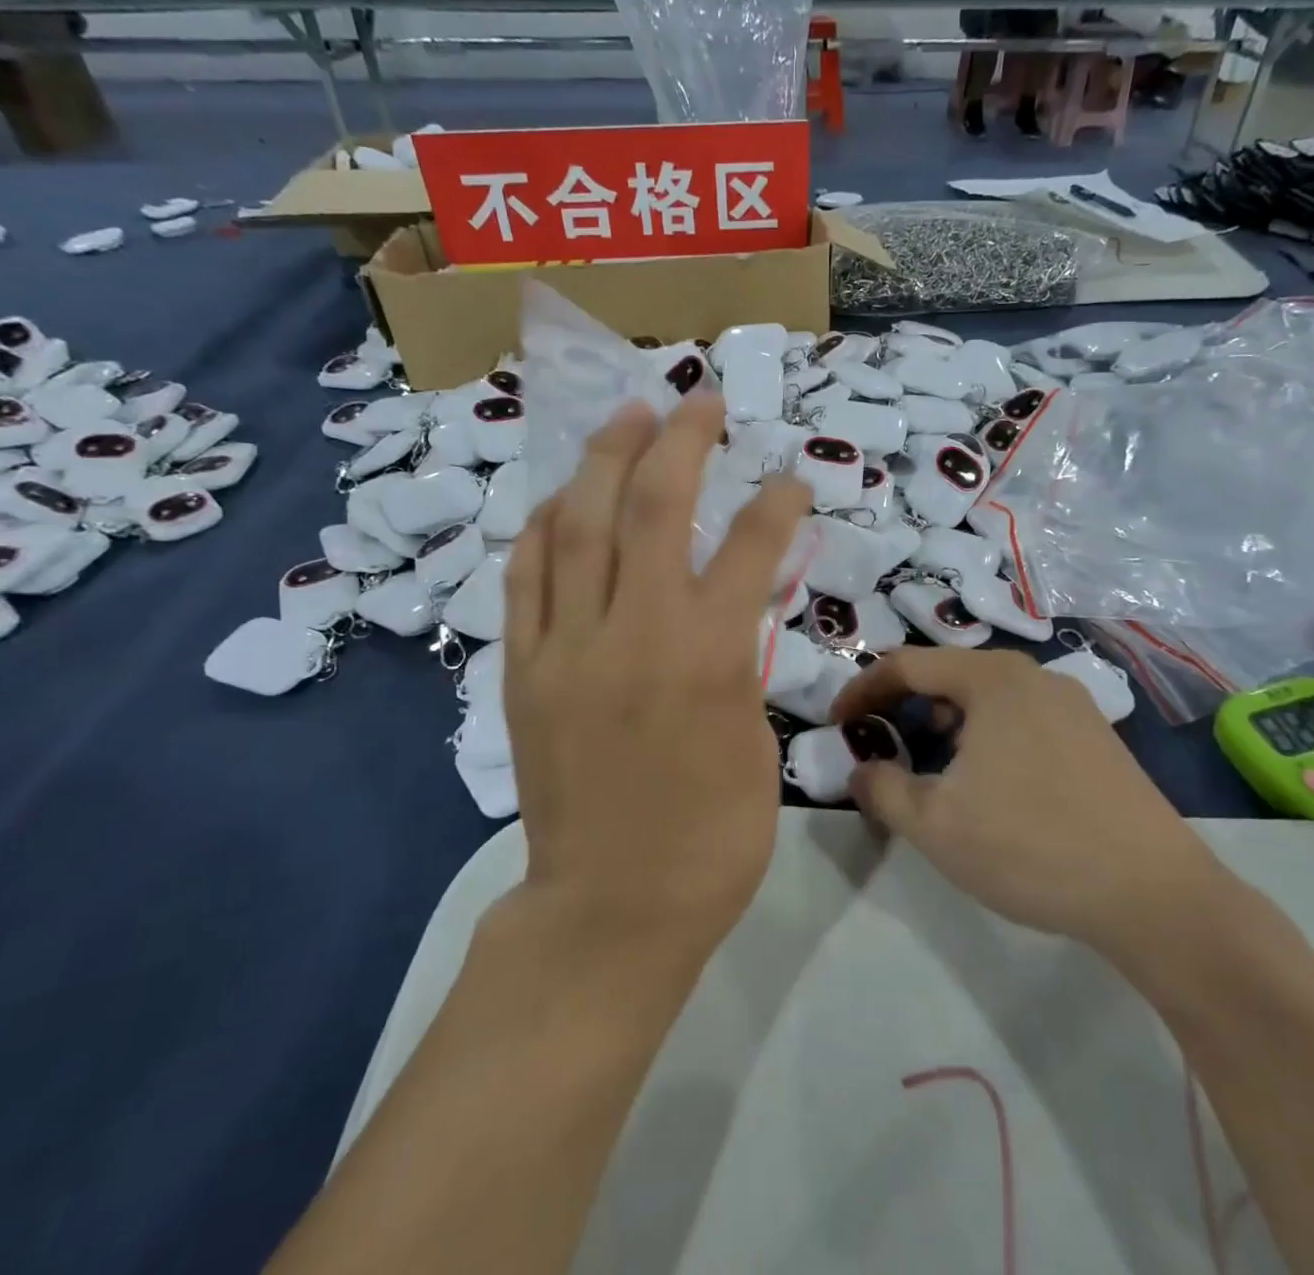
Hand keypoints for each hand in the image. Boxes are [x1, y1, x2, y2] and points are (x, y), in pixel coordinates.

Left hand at [504, 394, 812, 958]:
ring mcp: (565, 647)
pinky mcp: (523, 670)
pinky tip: (561, 498)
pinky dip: (544, 526)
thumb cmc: (710, 840)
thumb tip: (730, 609)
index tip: (790, 480)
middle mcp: (633, 634)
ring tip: (626, 417)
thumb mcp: (754, 741)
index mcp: (707, 658)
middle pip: (650, 508)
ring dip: (604, 459)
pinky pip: (526, 576)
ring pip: (577, 525)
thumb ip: (741, 658)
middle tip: (698, 401)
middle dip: (681, 441)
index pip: (748, 549)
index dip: (776, 503)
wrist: (611, 911)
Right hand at [831, 649, 1223, 965]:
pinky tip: (991, 784)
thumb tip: (862, 770)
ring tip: (933, 768)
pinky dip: (986, 736)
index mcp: (992, 679)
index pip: (906, 665)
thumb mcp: (935, 825)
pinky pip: (1021, 718)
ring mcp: (1072, 704)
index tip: (837, 724)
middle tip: (881, 745)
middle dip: (904, 707)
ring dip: (945, 723)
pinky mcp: (1096, 736)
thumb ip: (882, 789)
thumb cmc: (1032, 847)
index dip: (862, 690)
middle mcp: (1033, 676)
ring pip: (986, 697)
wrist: (1156, 896)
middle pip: (948, 675)